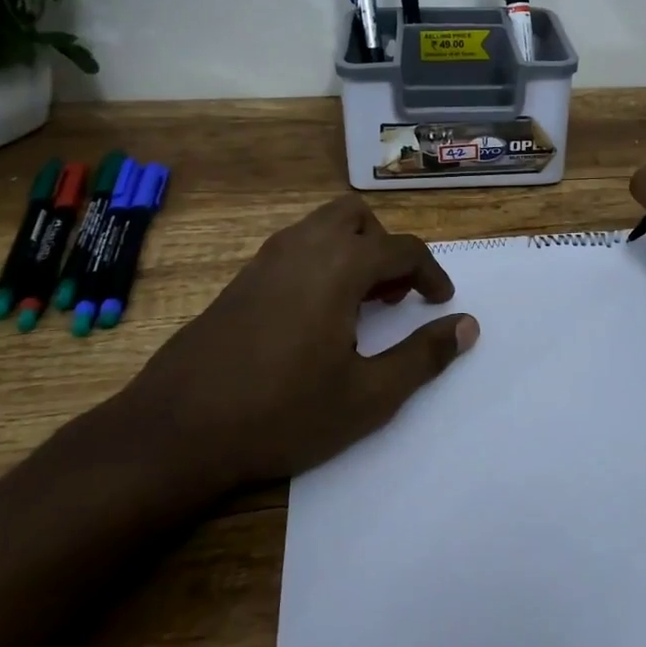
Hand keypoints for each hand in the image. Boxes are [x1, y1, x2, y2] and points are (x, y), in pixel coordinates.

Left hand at [119, 195, 478, 486]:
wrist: (177, 429)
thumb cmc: (282, 412)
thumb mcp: (368, 396)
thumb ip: (424, 357)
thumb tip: (468, 326)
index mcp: (340, 265)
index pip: (402, 249)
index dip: (431, 273)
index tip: (440, 302)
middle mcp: (304, 246)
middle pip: (357, 217)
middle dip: (384, 247)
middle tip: (391, 295)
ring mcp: (266, 259)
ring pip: (322, 226)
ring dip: (351, 251)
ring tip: (356, 306)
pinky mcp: (241, 278)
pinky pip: (294, 247)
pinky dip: (319, 261)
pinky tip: (312, 317)